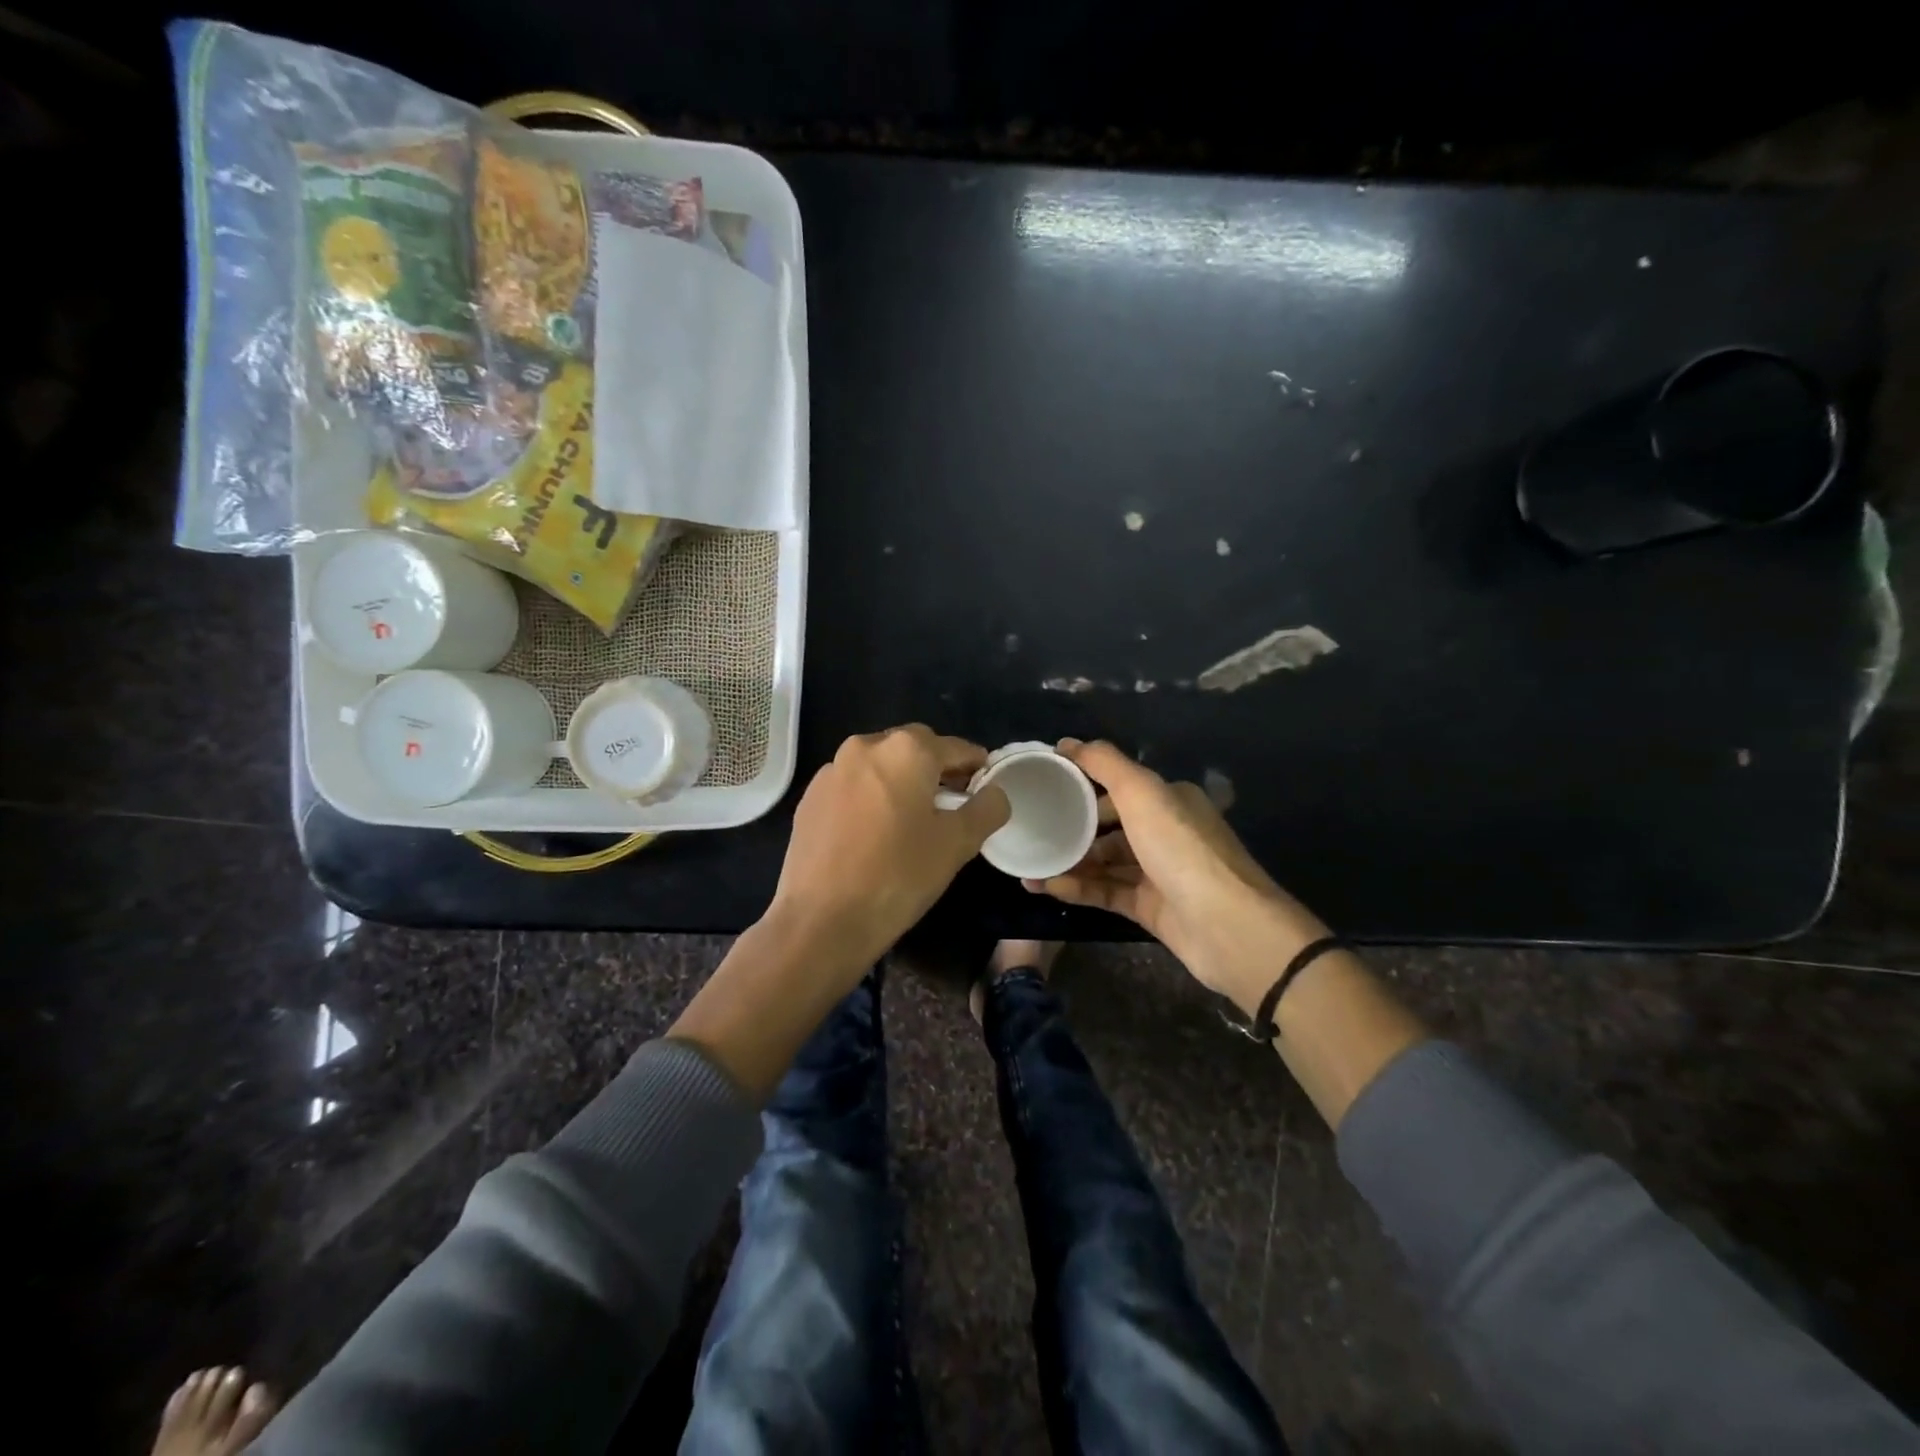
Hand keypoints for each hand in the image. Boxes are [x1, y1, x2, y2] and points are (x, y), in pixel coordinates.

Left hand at [770, 725, 1010, 976]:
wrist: (821, 919)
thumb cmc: (898, 875)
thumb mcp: (957, 844)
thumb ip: (986, 809)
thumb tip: (994, 793)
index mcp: (906, 750)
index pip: (955, 748)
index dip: (976, 765)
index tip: (986, 784)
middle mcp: (866, 747)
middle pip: (914, 749)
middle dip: (936, 769)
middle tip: (953, 802)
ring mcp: (831, 771)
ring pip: (879, 766)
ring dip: (900, 781)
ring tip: (912, 818)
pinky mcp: (809, 798)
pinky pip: (852, 786)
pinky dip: (870, 797)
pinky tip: (874, 832)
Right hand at [1025, 739, 1326, 1014]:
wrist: (1227, 926)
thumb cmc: (1181, 849)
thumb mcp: (1141, 792)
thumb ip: (1103, 763)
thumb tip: (1067, 742)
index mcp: (1170, 800)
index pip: (1119, 785)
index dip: (1082, 784)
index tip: (1044, 788)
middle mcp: (1166, 832)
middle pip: (1109, 825)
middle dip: (1072, 827)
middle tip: (1032, 830)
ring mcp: (1159, 873)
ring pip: (1105, 861)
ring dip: (1069, 861)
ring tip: (1030, 864)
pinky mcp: (1151, 909)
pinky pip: (1106, 892)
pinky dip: (1078, 888)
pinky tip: (1046, 886)